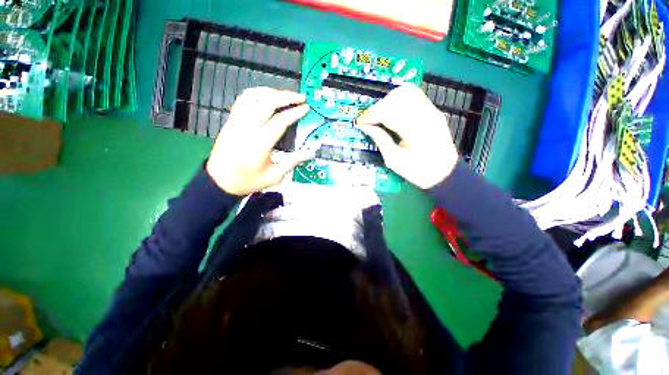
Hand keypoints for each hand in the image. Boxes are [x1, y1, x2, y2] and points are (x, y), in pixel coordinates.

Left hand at [206, 87, 312, 195]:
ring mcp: (236, 122)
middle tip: (301, 97)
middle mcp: (247, 128)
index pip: (280, 121)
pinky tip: (266, 97)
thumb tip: (311, 152)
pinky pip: (243, 100)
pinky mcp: (230, 120)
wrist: (220, 181)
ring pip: (253, 96)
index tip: (306, 108)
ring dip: (271, 92)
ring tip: (285, 95)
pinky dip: (257, 94)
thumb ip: (293, 162)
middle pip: (267, 103)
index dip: (294, 113)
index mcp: (259, 144)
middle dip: (286, 97)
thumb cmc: (249, 180)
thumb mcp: (274, 176)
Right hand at [356, 84, 458, 188]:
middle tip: (370, 121)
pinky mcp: (433, 109)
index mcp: (416, 132)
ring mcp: (432, 110)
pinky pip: (413, 95)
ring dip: (388, 101)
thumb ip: (380, 140)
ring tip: (381, 115)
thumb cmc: (418, 171)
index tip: (360, 122)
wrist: (444, 172)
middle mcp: (426, 115)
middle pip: (397, 97)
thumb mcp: (394, 160)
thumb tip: (365, 127)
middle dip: (378, 107)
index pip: (389, 112)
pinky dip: (398, 100)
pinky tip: (392, 112)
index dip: (371, 114)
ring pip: (406, 91)